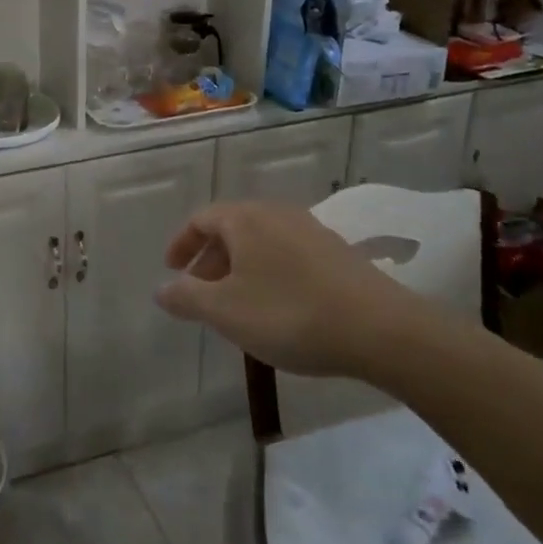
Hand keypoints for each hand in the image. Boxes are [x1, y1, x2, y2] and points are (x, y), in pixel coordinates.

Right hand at [156, 201, 427, 378]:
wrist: (381, 330)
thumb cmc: (289, 313)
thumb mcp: (225, 311)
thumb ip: (186, 297)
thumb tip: (161, 289)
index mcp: (244, 219)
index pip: (201, 219)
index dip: (181, 243)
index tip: (171, 270)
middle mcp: (276, 213)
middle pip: (231, 229)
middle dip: (210, 260)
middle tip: (199, 293)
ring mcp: (311, 231)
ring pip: (261, 243)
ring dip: (240, 268)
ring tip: (236, 304)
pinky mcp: (338, 253)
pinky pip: (287, 255)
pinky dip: (269, 273)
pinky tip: (277, 307)